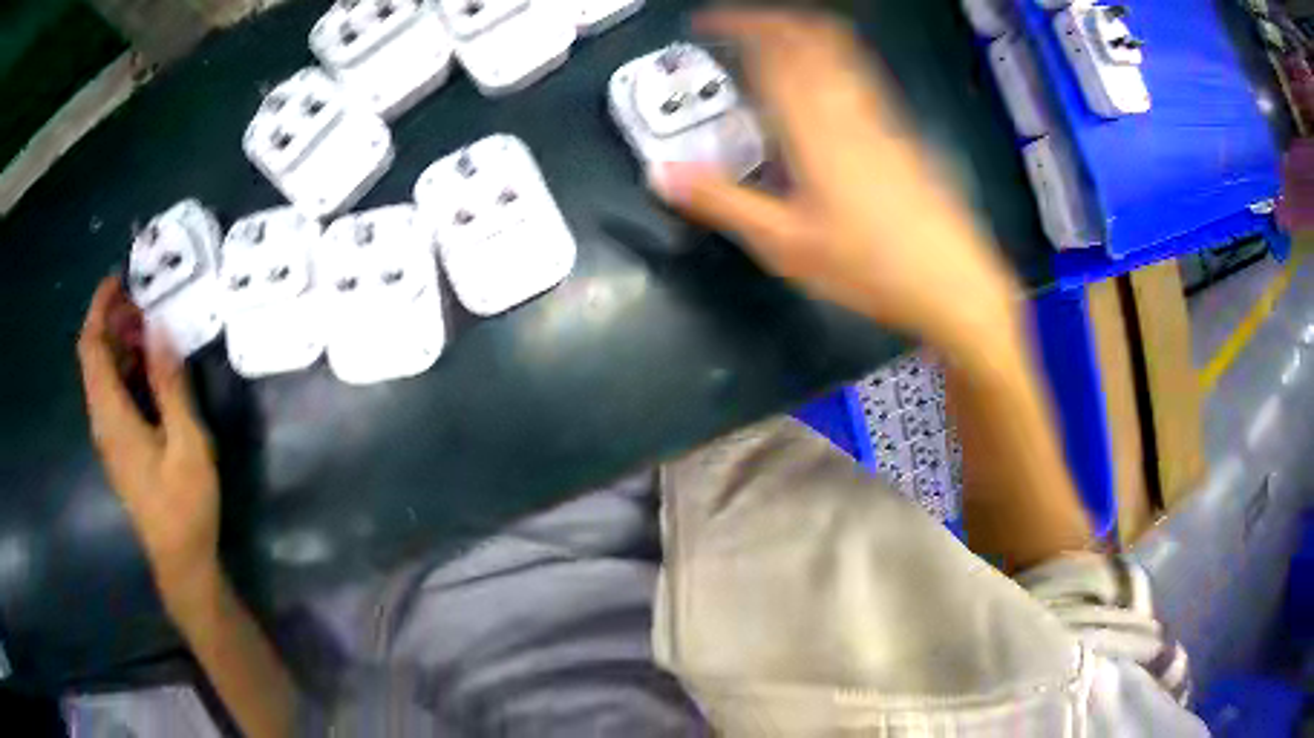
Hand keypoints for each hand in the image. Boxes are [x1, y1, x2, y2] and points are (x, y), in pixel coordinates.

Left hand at [77, 277, 220, 613]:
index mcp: (112, 415)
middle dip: (113, 320)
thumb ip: (170, 385)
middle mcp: (102, 420)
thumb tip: (159, 329)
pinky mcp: (118, 447)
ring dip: (120, 344)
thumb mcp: (187, 442)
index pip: (91, 346)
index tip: (121, 278)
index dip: (99, 307)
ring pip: (102, 375)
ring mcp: (108, 437)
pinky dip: (125, 369)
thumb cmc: (185, 505)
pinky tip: (150, 372)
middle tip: (146, 303)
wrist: (180, 561)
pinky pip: (111, 394)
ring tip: (152, 331)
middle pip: (93, 356)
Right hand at [651, 11, 1023, 363]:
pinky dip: (828, 57)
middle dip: (769, 18)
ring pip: (840, 49)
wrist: (952, 282)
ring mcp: (881, 116)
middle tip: (736, 24)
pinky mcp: (900, 131)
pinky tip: (817, 81)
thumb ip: (723, 203)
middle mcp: (848, 107)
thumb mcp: (786, 245)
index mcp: (814, 127)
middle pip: (812, 36)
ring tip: (770, 39)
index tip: (705, 21)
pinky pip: (858, 73)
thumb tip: (661, 175)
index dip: (739, 25)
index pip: (774, 52)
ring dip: (801, 31)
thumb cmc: (869, 266)